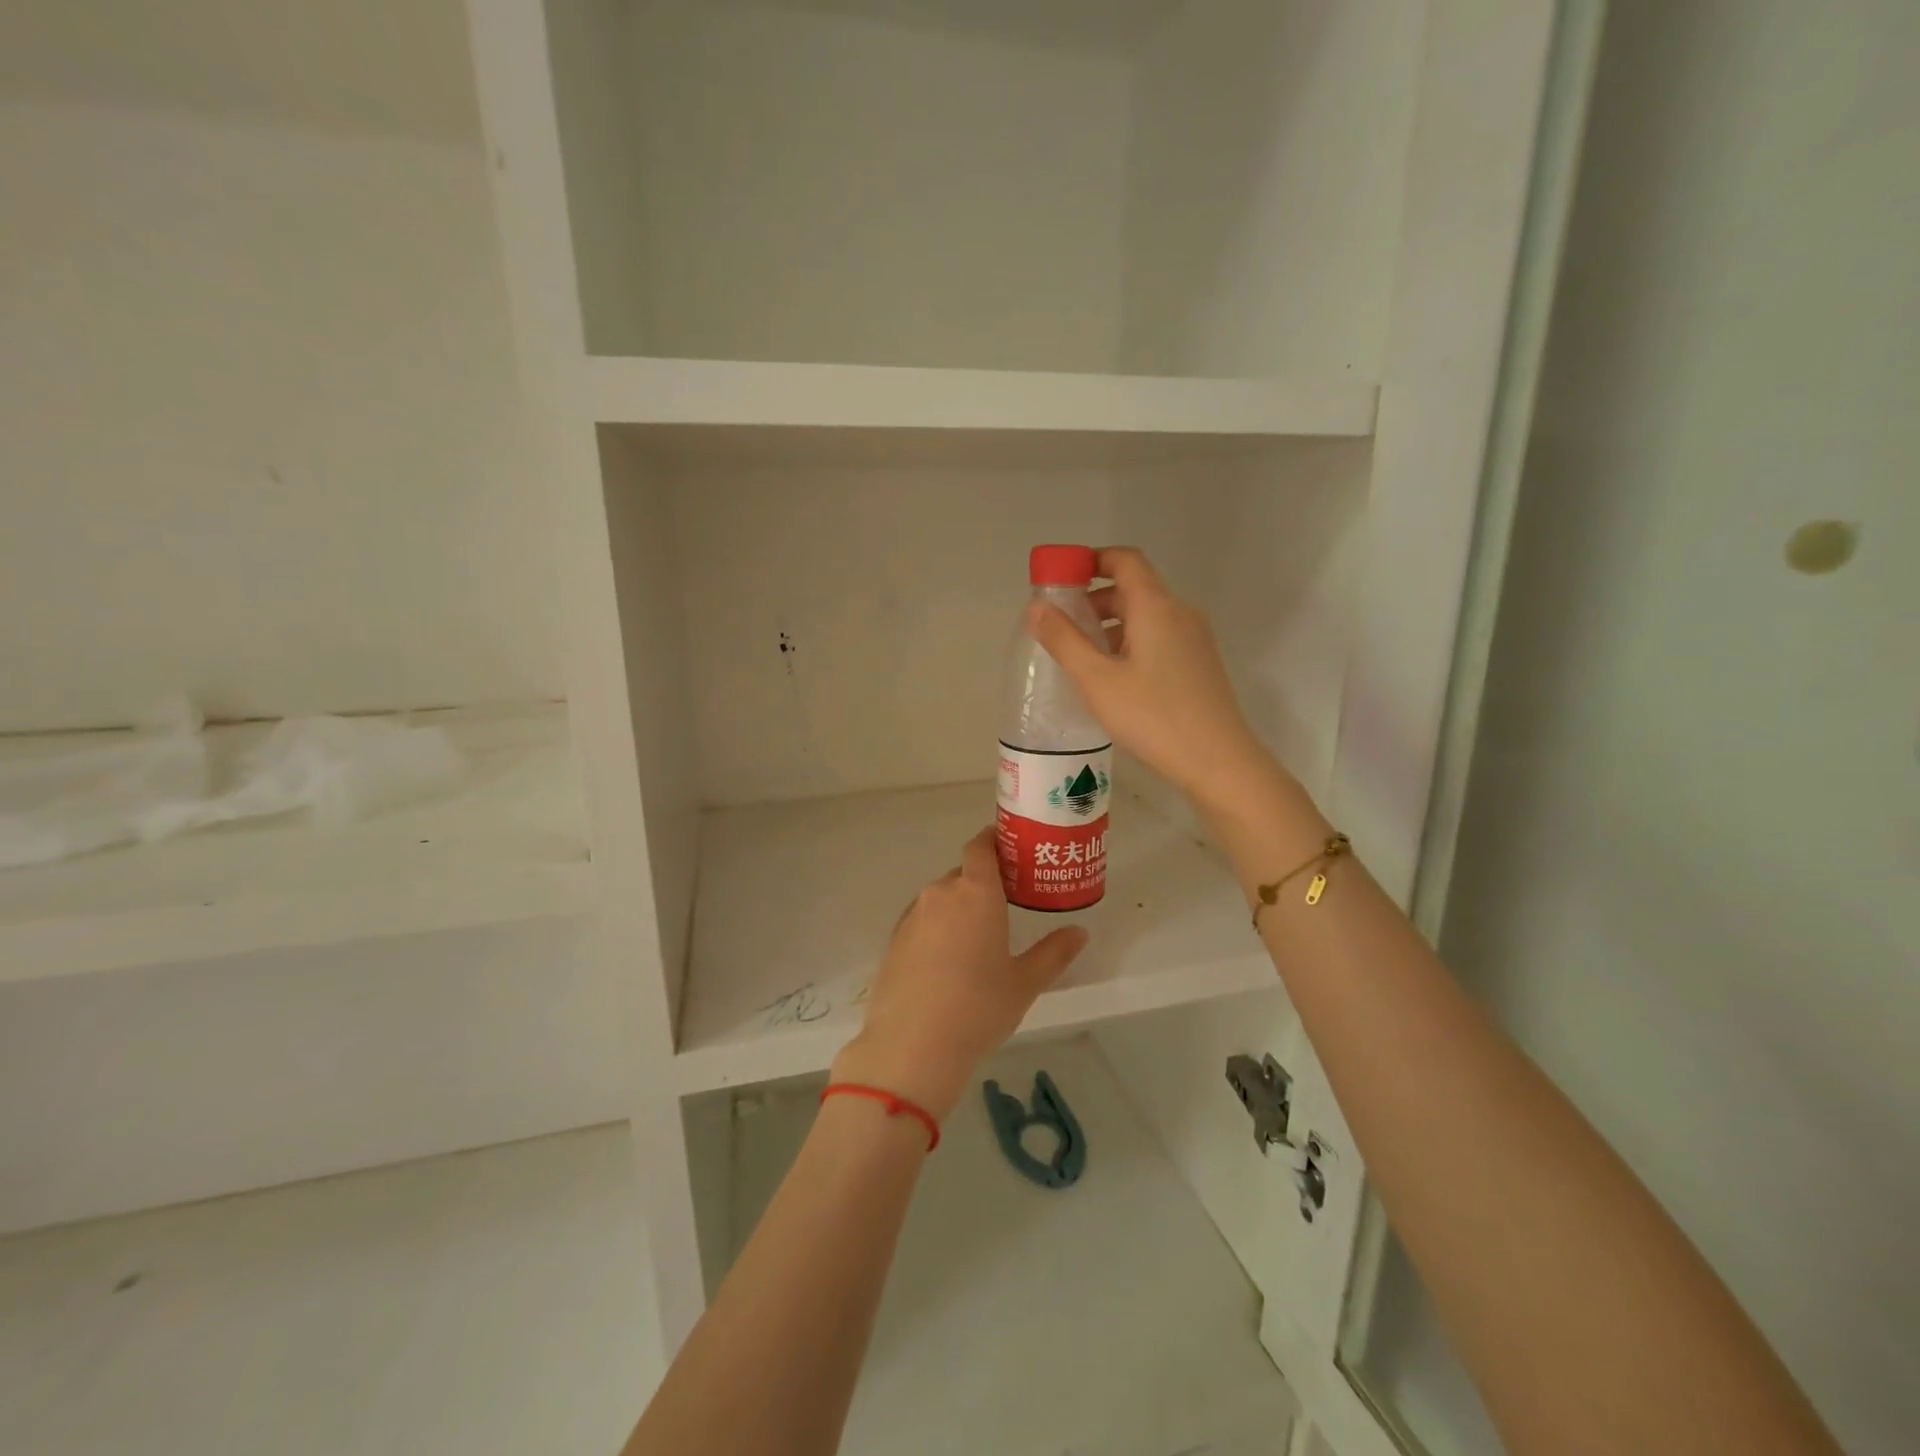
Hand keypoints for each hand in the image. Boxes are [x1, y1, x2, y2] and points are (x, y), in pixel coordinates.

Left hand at [831, 828, 1087, 1121]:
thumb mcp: (1024, 983)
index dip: (994, 842)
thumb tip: (1079, 932)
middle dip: (982, 884)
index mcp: (976, 892)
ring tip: (977, 941)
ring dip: (958, 909)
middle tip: (1005, 908)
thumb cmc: (978, 1008)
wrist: (912, 1046)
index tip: (1010, 851)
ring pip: (940, 899)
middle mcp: (941, 893)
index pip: (981, 846)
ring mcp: (912, 916)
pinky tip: (947, 964)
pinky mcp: (893, 940)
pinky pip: (922, 921)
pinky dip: (937, 930)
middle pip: (963, 875)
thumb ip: (1054, 953)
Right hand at [1026, 546, 1274, 807]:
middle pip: (1134, 588)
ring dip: (1111, 625)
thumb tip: (1035, 608)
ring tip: (1082, 657)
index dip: (1091, 560)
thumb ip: (1064, 640)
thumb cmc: (1153, 716)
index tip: (1061, 580)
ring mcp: (1194, 639)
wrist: (1218, 761)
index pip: (1125, 560)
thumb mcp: (1097, 680)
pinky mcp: (1199, 664)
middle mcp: (1180, 613)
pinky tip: (1114, 678)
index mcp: (1156, 607)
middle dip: (1094, 599)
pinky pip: (1159, 637)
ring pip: (1146, 616)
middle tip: (1061, 626)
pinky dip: (1131, 643)